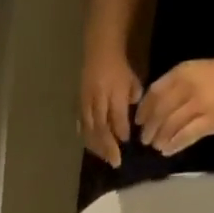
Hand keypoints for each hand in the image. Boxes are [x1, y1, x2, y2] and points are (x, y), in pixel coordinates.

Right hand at [79, 48, 141, 166]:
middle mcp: (98, 100)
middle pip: (101, 129)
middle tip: (115, 162)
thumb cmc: (119, 66)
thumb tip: (130, 120)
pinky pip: (82, 126)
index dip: (122, 133)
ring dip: (97, 147)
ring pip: (90, 131)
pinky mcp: (79, 106)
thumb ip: (133, 99)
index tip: (127, 144)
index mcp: (113, 92)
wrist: (99, 50)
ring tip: (104, 158)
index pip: (117, 118)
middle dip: (108, 147)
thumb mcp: (132, 80)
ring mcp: (86, 104)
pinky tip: (91, 147)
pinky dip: (87, 138)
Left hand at [136, 53, 213, 156]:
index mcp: (183, 73)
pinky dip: (174, 145)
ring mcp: (199, 105)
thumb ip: (174, 88)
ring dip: (160, 138)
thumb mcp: (194, 72)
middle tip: (145, 140)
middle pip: (160, 112)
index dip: (143, 110)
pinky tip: (168, 150)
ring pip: (170, 126)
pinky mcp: (210, 121)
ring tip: (156, 146)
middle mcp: (189, 87)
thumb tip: (151, 110)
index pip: (155, 93)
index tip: (138, 122)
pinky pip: (186, 136)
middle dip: (149, 129)